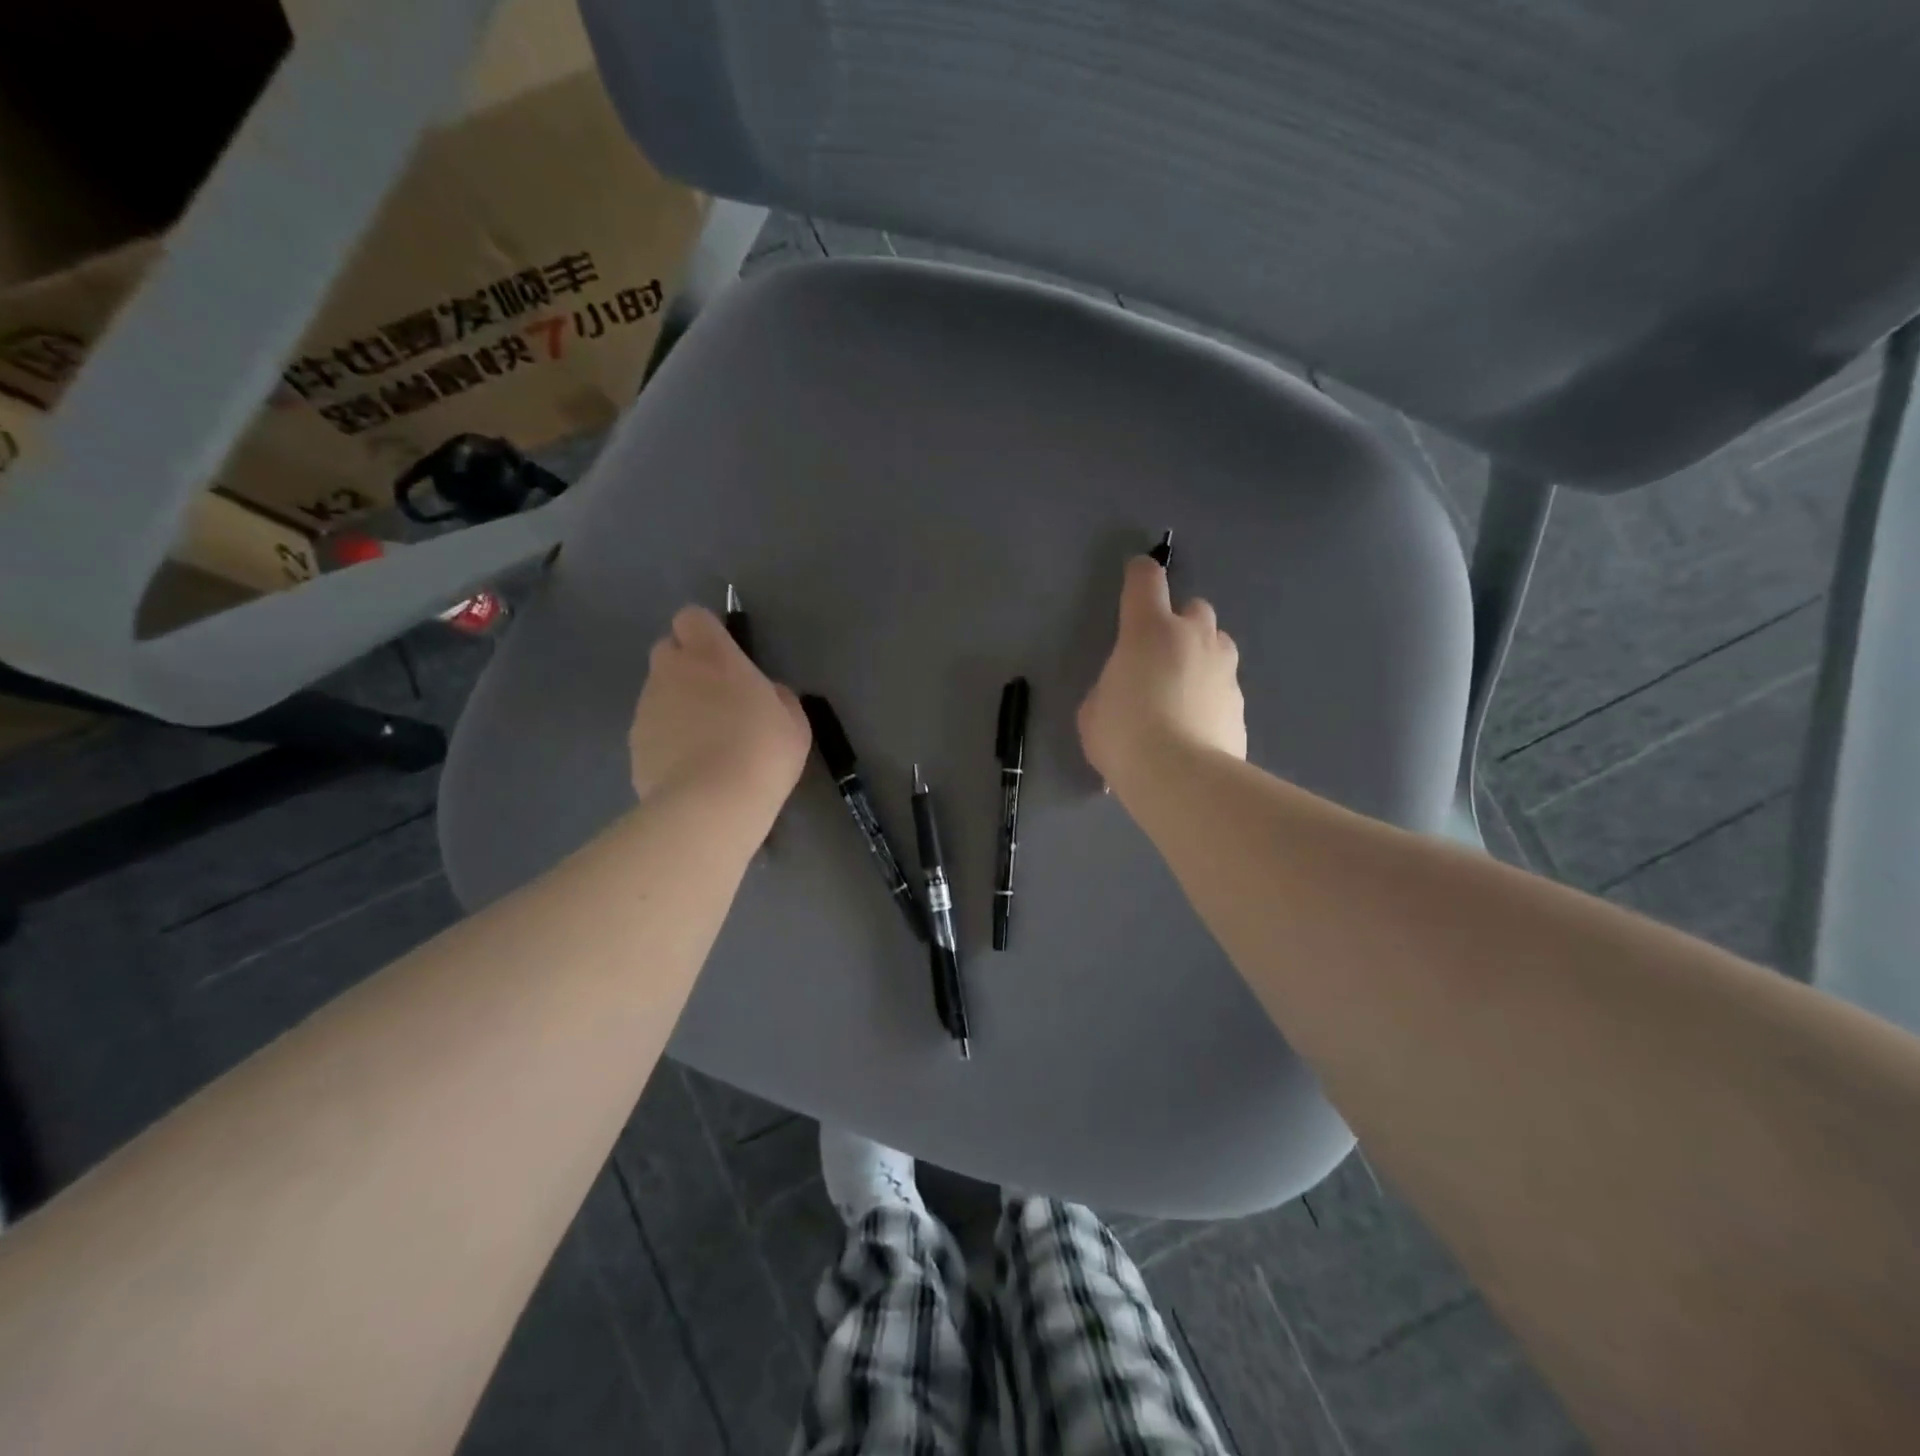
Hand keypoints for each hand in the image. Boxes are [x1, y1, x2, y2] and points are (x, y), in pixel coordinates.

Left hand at [629, 606, 810, 813]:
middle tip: (717, 698)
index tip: (724, 657)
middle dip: (686, 666)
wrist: (711, 805)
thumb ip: (777, 696)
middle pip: (667, 650)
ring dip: (677, 705)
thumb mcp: (793, 721)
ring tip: (706, 742)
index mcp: (711, 656)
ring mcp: (646, 708)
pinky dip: (667, 740)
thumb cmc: (762, 752)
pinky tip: (690, 768)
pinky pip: (652, 730)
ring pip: (658, 692)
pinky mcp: (634, 744)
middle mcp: (671, 672)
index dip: (705, 633)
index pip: (692, 618)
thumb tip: (767, 695)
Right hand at [1078, 556, 1246, 788]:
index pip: (1146, 580)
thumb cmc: (1124, 736)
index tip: (1135, 577)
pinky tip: (1196, 724)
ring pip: (1217, 644)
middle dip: (1179, 622)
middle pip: (1195, 607)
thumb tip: (1126, 692)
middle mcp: (1193, 637)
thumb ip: (1111, 687)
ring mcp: (1224, 669)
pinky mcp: (1240, 703)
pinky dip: (1211, 695)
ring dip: (1201, 655)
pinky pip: (1224, 686)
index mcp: (1149, 630)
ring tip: (1182, 689)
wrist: (1181, 779)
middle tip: (1160, 652)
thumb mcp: (1094, 710)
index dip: (1139, 574)